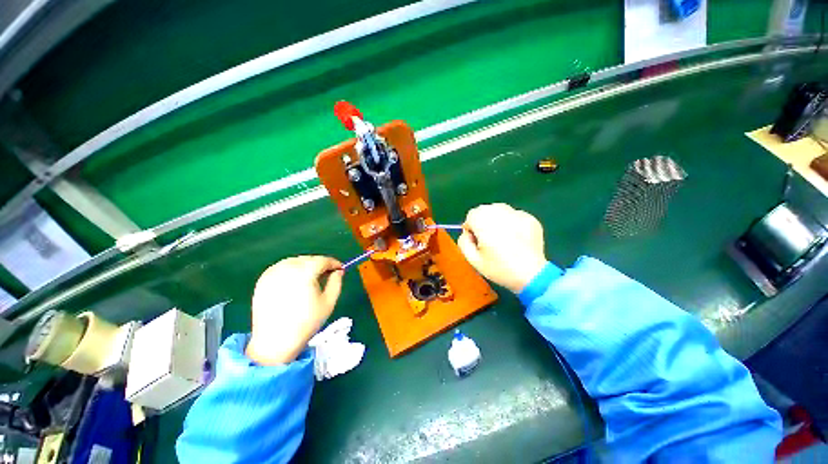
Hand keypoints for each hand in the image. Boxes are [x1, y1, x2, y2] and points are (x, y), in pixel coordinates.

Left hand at [246, 256, 343, 365]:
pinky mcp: (263, 280)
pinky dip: (291, 270)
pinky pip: (281, 267)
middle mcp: (287, 268)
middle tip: (328, 274)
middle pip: (309, 259)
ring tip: (312, 278)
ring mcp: (272, 273)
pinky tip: (295, 281)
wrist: (275, 341)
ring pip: (295, 261)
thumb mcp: (329, 302)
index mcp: (304, 273)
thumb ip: (336, 282)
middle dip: (320, 264)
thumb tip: (338, 271)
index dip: (334, 263)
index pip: (323, 260)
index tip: (340, 268)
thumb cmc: (306, 322)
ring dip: (306, 265)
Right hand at [458, 203, 547, 293]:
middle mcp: (500, 213)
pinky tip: (515, 237)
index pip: (471, 214)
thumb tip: (466, 233)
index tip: (476, 239)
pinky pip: (514, 215)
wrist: (532, 276)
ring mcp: (517, 214)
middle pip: (485, 209)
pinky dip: (511, 222)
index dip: (471, 227)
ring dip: (496, 218)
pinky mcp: (530, 218)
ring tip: (501, 236)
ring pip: (499, 209)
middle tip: (488, 238)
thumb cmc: (499, 269)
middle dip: (482, 221)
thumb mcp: (473, 260)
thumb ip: (463, 242)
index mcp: (484, 223)